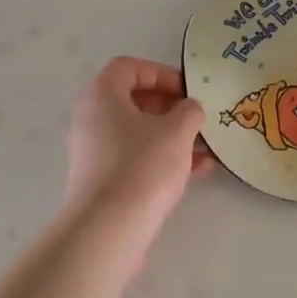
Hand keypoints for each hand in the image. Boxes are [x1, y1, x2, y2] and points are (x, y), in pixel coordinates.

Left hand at [64, 57, 209, 233]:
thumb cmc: (142, 166)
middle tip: (196, 118)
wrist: (109, 229)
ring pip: (138, 134)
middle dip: (169, 106)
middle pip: (132, 101)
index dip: (160, 73)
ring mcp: (95, 153)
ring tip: (205, 146)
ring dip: (172, 136)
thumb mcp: (177, 131)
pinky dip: (163, 159)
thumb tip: (189, 108)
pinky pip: (136, 159)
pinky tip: (198, 171)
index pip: (128, 68)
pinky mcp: (103, 182)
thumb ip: (189, 110)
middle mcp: (92, 120)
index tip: (187, 91)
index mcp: (102, 96)